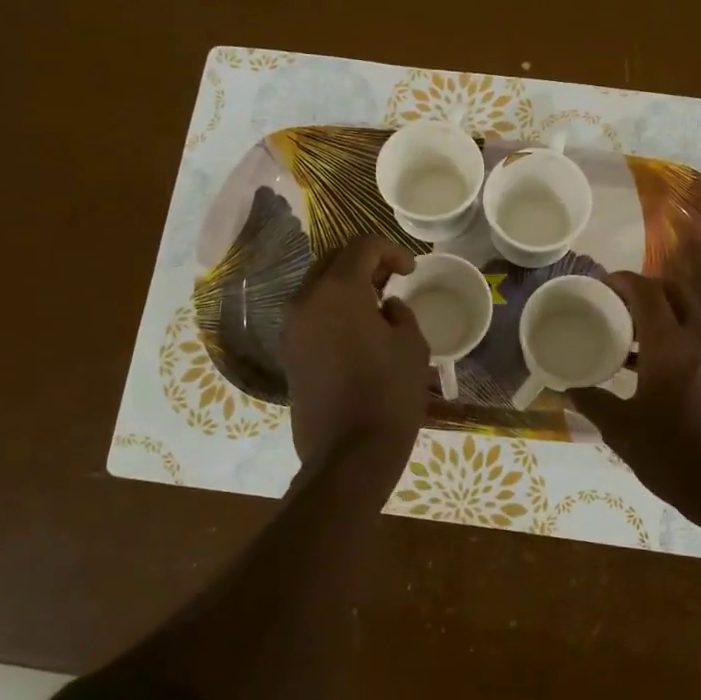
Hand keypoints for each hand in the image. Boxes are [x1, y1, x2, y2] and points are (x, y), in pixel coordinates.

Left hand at [282, 235, 430, 468]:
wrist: (348, 453)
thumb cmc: (389, 393)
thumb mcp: (411, 345)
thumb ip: (400, 312)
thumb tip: (386, 307)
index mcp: (337, 290)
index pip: (362, 246)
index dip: (392, 250)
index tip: (411, 272)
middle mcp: (305, 300)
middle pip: (334, 261)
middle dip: (365, 263)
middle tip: (392, 280)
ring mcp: (291, 327)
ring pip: (318, 287)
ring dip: (347, 286)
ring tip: (376, 306)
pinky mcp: (289, 353)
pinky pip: (311, 314)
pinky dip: (333, 310)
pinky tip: (358, 331)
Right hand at [570, 273, 700, 515]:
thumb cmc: (674, 455)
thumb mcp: (623, 431)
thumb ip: (594, 404)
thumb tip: (570, 390)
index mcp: (670, 345)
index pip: (648, 292)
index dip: (623, 280)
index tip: (600, 283)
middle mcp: (698, 341)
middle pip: (676, 293)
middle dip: (646, 289)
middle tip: (616, 303)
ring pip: (690, 316)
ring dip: (662, 313)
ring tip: (628, 334)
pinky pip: (697, 340)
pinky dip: (674, 337)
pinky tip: (650, 368)